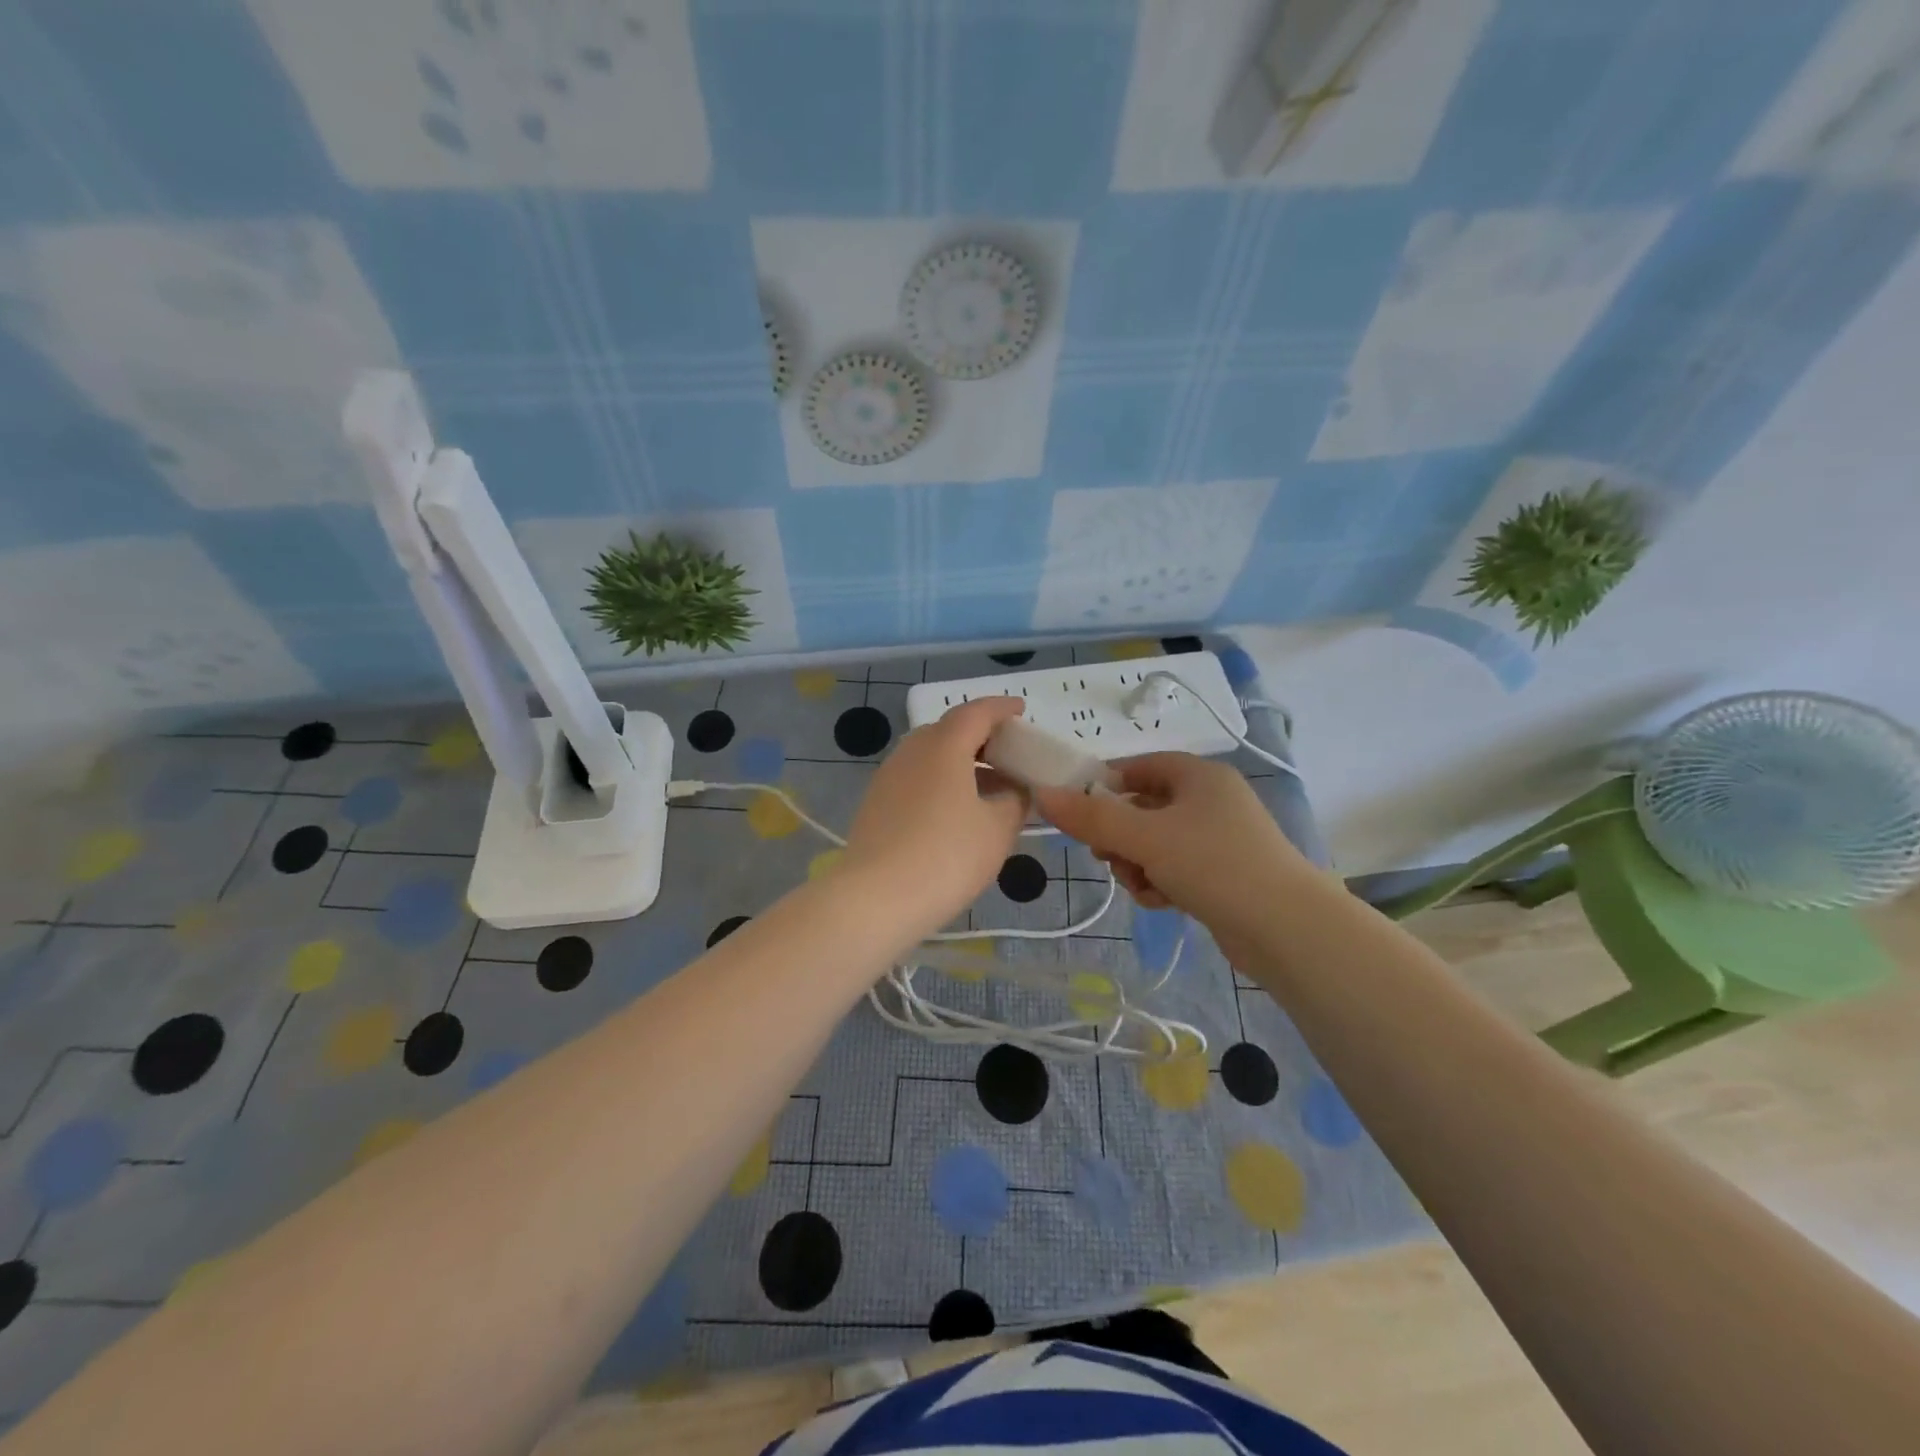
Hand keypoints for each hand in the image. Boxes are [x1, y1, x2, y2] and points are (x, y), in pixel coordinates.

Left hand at [842, 696, 1029, 936]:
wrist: (875, 899)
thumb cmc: (946, 856)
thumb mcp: (997, 830)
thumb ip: (1014, 802)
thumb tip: (1015, 791)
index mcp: (944, 746)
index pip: (976, 712)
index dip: (1001, 708)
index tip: (1021, 710)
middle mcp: (911, 751)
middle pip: (950, 730)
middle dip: (981, 736)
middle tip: (1008, 754)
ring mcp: (888, 776)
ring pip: (930, 755)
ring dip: (960, 762)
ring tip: (988, 787)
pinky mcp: (876, 803)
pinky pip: (916, 778)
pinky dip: (941, 781)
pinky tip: (956, 810)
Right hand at [1035, 753, 1313, 941]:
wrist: (1286, 928)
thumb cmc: (1213, 864)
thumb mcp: (1144, 838)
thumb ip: (1091, 818)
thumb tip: (1043, 795)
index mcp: (1199, 776)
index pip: (1139, 766)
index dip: (1105, 785)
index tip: (1079, 812)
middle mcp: (1211, 800)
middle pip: (1143, 807)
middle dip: (1119, 835)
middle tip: (1108, 856)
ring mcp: (1220, 839)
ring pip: (1155, 842)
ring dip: (1137, 863)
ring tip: (1142, 885)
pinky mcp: (1224, 874)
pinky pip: (1175, 868)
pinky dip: (1161, 881)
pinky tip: (1162, 901)